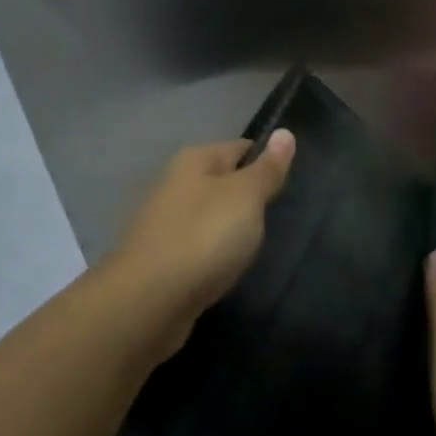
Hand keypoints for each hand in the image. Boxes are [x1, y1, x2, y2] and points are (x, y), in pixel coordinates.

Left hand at [104, 130, 295, 356]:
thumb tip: (284, 132)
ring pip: (208, 216)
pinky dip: (212, 254)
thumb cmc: (204, 237)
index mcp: (194, 160)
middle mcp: (174, 184)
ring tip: (253, 246)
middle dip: (248, 198)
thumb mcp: (246, 196)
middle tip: (276, 218)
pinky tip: (225, 268)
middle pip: (223, 182)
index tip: (288, 185)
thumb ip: (267, 168)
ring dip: (229, 228)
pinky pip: (197, 246)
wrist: (147, 302)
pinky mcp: (159, 259)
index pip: (240, 147)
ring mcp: (163, 223)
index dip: (266, 162)